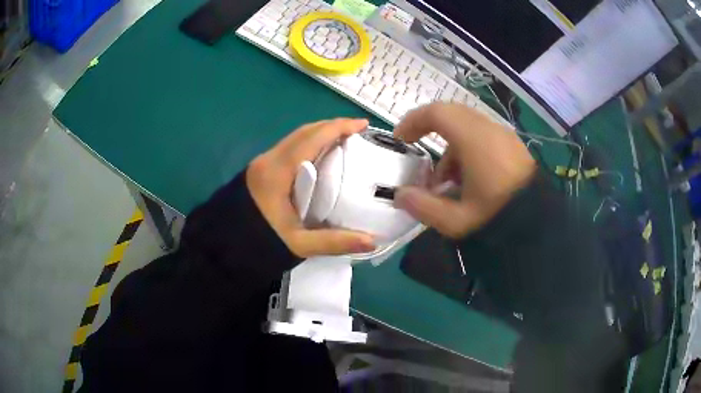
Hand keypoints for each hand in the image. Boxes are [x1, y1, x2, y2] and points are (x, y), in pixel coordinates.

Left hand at [246, 118, 375, 257]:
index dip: (338, 127)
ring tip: (342, 142)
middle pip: (303, 132)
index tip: (362, 124)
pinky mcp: (259, 171)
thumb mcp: (298, 244)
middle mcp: (268, 160)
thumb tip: (372, 241)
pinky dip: (307, 146)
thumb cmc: (259, 244)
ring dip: (318, 135)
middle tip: (356, 133)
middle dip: (331, 126)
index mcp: (277, 172)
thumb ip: (334, 242)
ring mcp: (261, 164)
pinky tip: (319, 159)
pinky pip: (288, 149)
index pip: (312, 138)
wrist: (223, 250)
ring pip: (294, 139)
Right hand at [393, 103, 535, 237]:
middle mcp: (490, 129)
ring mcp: (504, 135)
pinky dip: (467, 149)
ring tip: (447, 182)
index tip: (401, 139)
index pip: (437, 113)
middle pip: (451, 116)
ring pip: (467, 127)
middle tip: (420, 158)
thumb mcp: (456, 220)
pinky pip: (483, 135)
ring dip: (450, 147)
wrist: (541, 223)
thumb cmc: (498, 217)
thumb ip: (422, 207)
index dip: (413, 121)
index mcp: (474, 140)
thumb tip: (400, 194)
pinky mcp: (513, 145)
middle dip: (430, 134)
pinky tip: (469, 179)